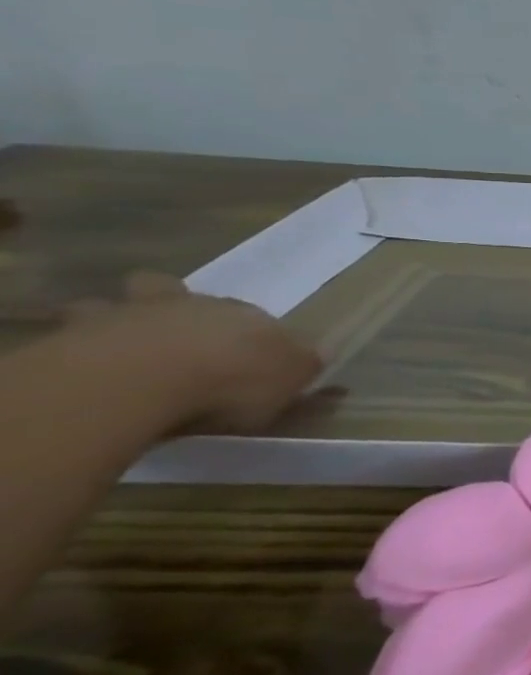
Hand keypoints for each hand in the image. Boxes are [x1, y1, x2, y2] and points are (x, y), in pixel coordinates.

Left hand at [64, 273, 324, 432]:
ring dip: (111, 317)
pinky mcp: (68, 338)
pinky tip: (78, 365)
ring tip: (111, 343)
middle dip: (172, 305)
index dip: (247, 332)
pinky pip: (66, 335)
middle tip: (170, 335)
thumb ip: (303, 366)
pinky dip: (71, 345)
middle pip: (175, 292)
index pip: (251, 316)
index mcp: (245, 314)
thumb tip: (321, 354)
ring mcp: (124, 317)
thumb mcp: (290, 378)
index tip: (244, 355)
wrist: (139, 382)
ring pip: (110, 305)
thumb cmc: (230, 380)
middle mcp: (188, 305)